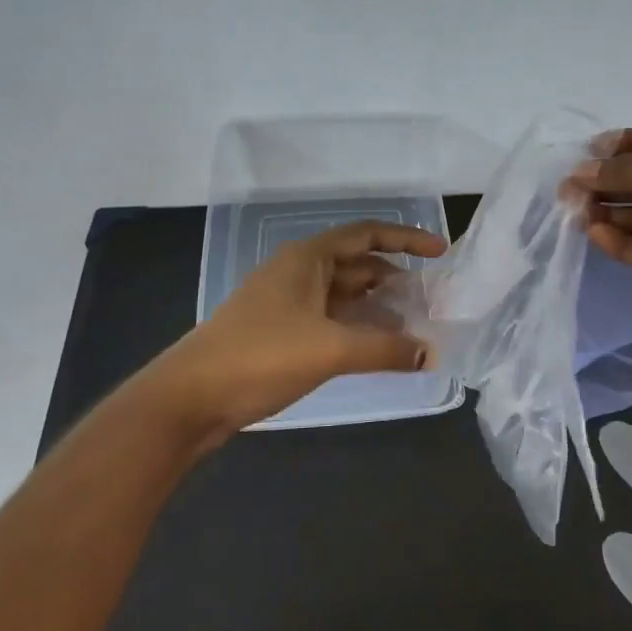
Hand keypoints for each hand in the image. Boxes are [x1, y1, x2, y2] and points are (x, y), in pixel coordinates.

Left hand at [155, 220, 445, 436]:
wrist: (191, 396)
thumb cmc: (261, 356)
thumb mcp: (330, 349)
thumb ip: (385, 348)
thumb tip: (430, 354)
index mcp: (308, 259)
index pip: (366, 234)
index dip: (406, 239)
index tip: (440, 253)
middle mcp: (298, 272)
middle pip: (357, 264)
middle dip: (395, 277)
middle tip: (431, 300)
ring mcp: (286, 302)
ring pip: (343, 294)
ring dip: (377, 305)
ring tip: (413, 325)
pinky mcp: (279, 331)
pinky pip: (330, 318)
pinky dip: (357, 326)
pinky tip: (376, 346)